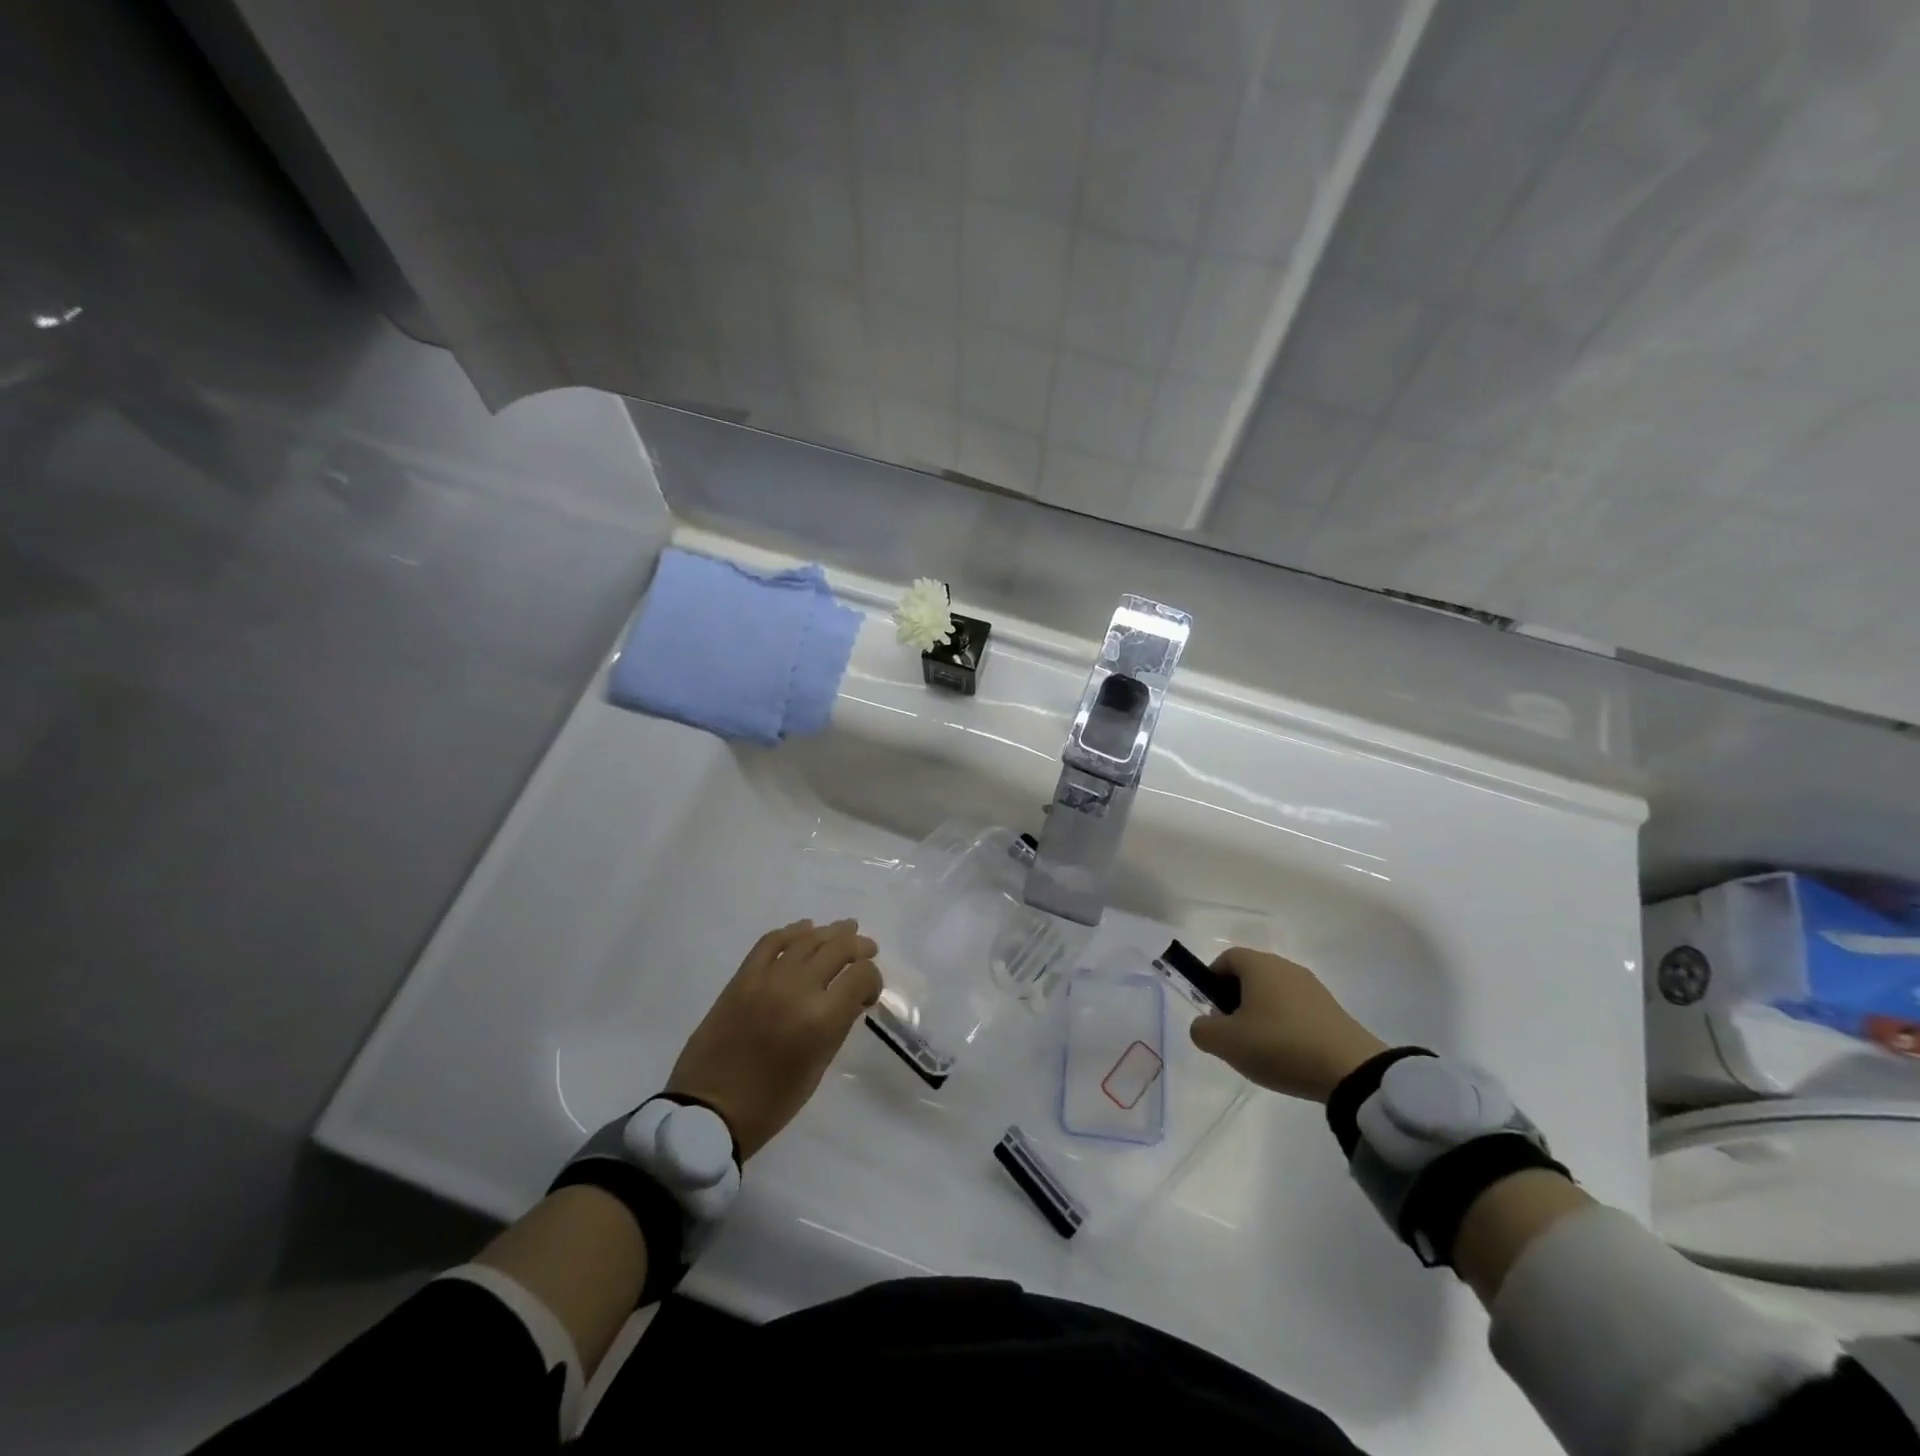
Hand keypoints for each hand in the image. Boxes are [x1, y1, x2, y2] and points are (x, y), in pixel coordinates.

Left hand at [666, 919, 881, 1158]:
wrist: (708, 1110)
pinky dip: (791, 932)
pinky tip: (805, 930)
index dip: (873, 979)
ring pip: (807, 939)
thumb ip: (838, 1026)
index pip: (861, 976)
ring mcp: (767, 978)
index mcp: (821, 1019)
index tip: (868, 993)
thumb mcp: (817, 1068)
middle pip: (838, 948)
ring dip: (831, 933)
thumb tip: (850, 998)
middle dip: (859, 947)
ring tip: (846, 930)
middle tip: (868, 949)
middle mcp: (797, 989)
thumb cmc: (771, 1102)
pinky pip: (771, 942)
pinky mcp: (742, 977)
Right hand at [1188, 947, 1387, 1103]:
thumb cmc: (1279, 1045)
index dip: (1212, 982)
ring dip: (1261, 1015)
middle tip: (1233, 1034)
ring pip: (1274, 994)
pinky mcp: (1332, 1010)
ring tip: (1262, 1050)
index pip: (1226, 959)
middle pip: (1250, 976)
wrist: (1351, 1070)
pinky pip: (1296, 1010)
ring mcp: (1312, 987)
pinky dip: (1286, 1026)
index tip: (1213, 1013)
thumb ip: (1202, 1030)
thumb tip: (1205, 1025)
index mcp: (1259, 965)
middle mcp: (1285, 967)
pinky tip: (1289, 1055)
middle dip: (1235, 1001)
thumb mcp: (1226, 1043)